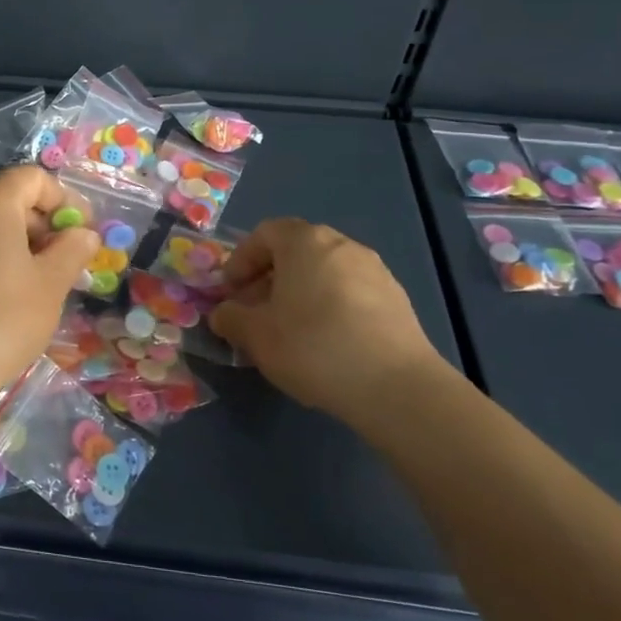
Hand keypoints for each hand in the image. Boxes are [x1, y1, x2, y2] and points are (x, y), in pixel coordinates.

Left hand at [0, 166, 99, 422]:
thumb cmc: (0, 320)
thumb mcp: (51, 284)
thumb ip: (73, 250)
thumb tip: (85, 234)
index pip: (33, 178)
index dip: (65, 200)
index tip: (83, 233)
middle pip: (7, 198)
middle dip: (41, 223)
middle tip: (63, 262)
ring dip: (16, 242)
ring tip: (36, 283)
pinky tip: (0, 296)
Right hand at [210, 219, 454, 437]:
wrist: (396, 386)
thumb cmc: (314, 347)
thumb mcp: (256, 336)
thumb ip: (231, 318)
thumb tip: (223, 313)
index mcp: (304, 242)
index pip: (264, 233)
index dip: (241, 260)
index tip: (230, 292)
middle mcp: (341, 244)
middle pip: (296, 250)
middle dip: (269, 277)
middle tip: (255, 310)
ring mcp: (374, 269)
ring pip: (324, 271)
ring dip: (300, 291)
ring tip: (290, 329)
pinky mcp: (396, 298)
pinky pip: (350, 291)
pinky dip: (330, 305)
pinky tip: (326, 342)